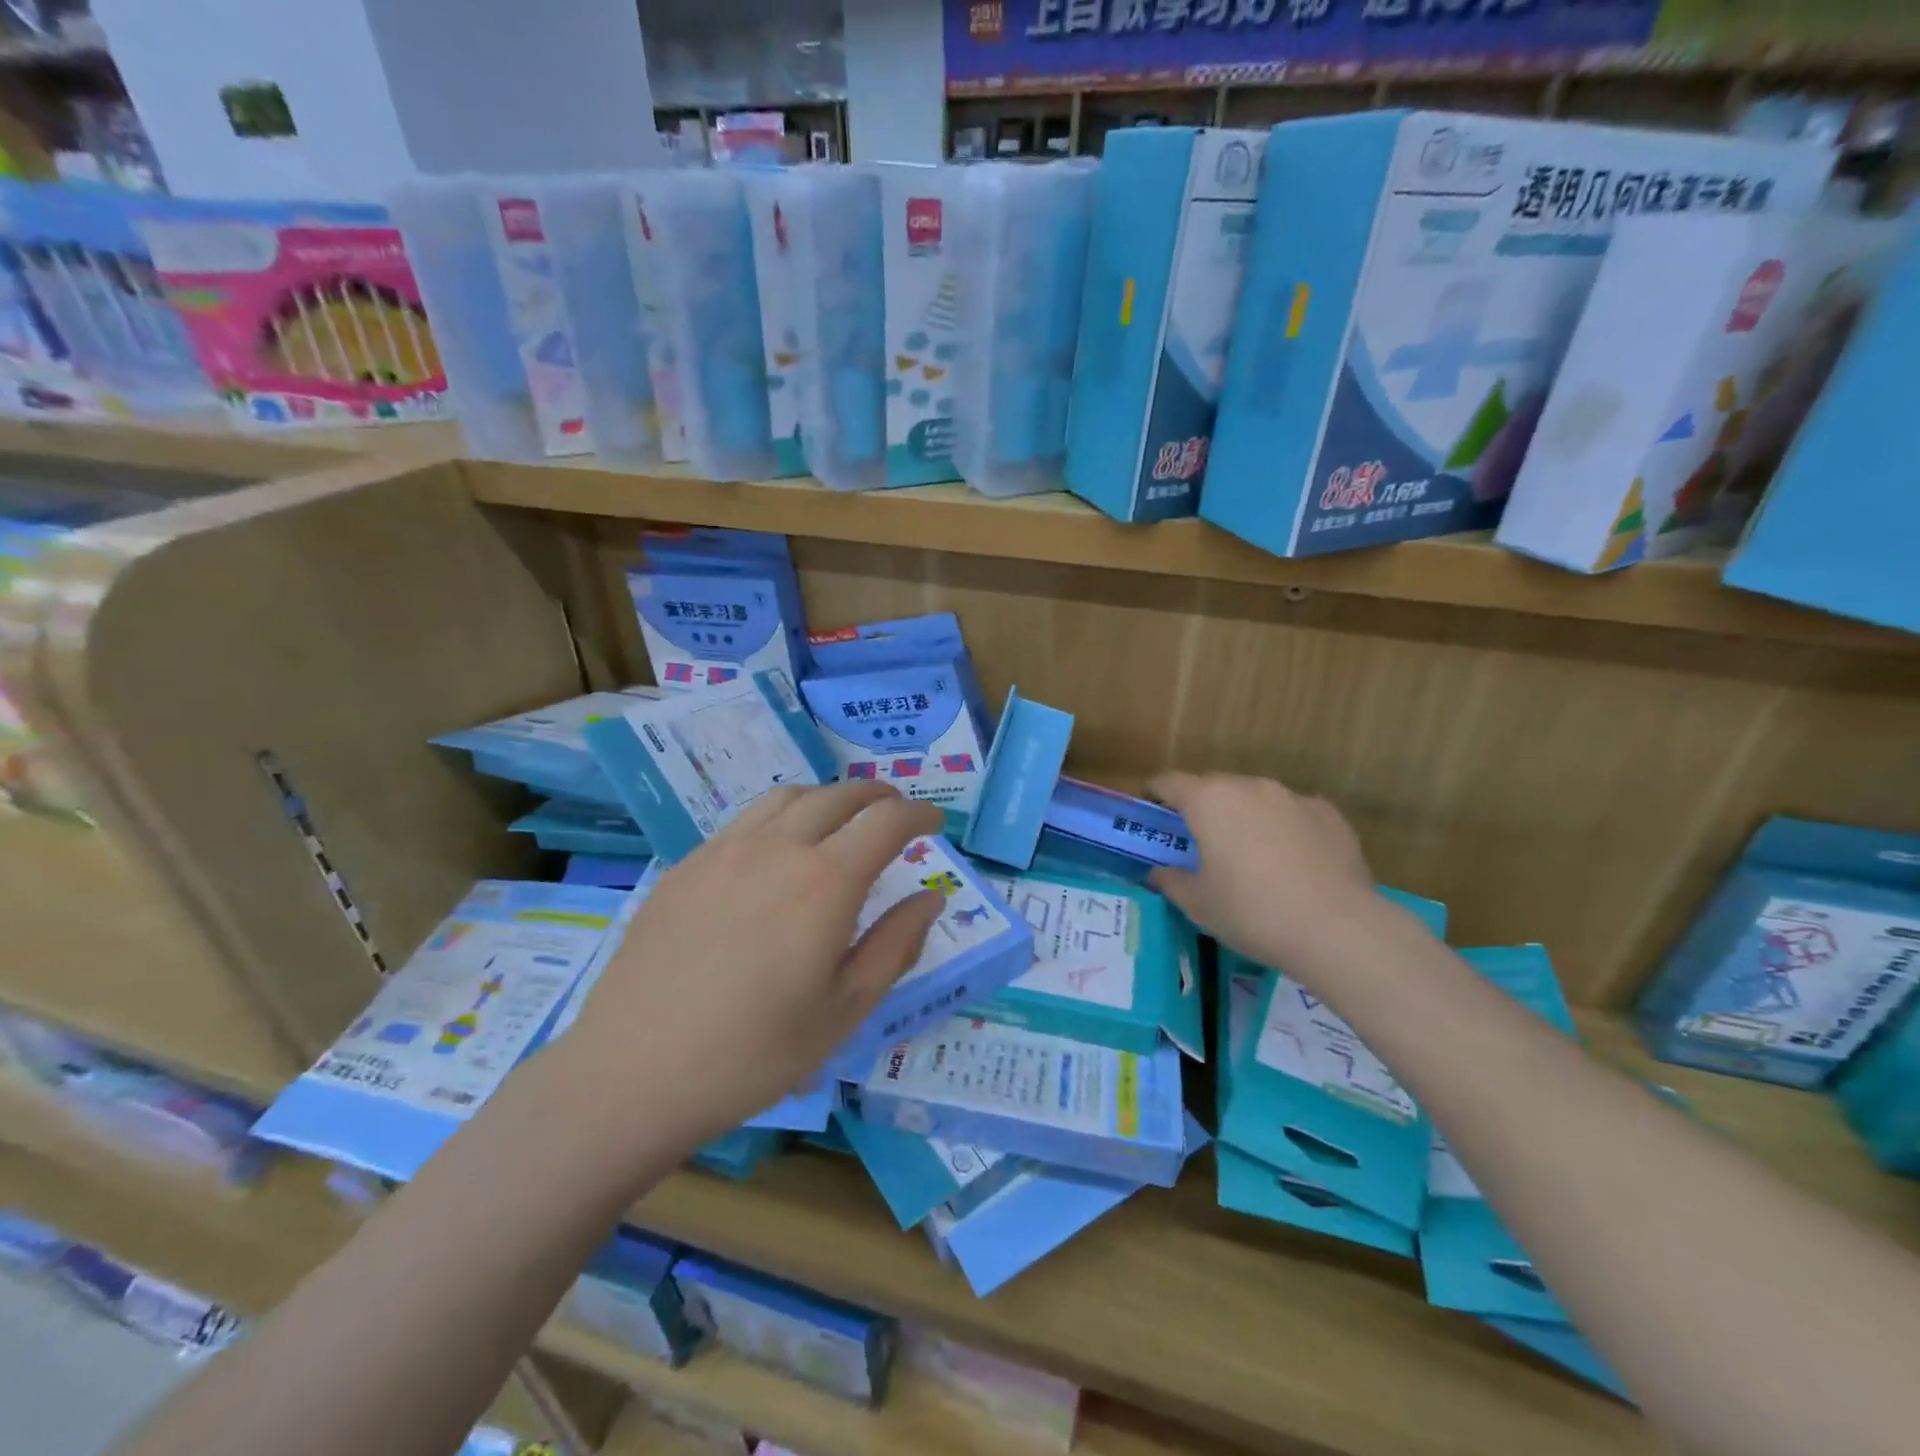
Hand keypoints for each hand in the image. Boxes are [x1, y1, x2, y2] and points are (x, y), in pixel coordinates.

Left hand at [563, 782, 944, 1147]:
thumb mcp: (845, 1010)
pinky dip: (781, 818)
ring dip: (827, 799)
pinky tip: (775, 853)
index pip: (886, 821)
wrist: (633, 1072)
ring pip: (788, 797)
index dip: (919, 815)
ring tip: (840, 821)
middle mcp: (777, 847)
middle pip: (838, 796)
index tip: (935, 825)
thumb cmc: (755, 1052)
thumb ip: (896, 945)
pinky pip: (745, 821)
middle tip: (894, 812)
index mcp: (825, 881)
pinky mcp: (686, 866)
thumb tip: (931, 899)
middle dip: (876, 797)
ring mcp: (724, 851)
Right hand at [1147, 772, 1381, 974]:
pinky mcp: (1329, 813)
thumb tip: (1158, 873)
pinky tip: (1293, 862)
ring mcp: (1292, 797)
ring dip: (1245, 816)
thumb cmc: (1252, 912)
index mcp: (1208, 801)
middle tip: (1201, 841)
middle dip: (1203, 807)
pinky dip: (1284, 828)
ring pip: (1256, 797)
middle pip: (1214, 786)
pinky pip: (1293, 813)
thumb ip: (1171, 881)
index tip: (1151, 809)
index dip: (1155, 793)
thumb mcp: (1198, 905)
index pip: (1169, 782)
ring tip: (1251, 854)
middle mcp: (1249, 787)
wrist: (1337, 928)